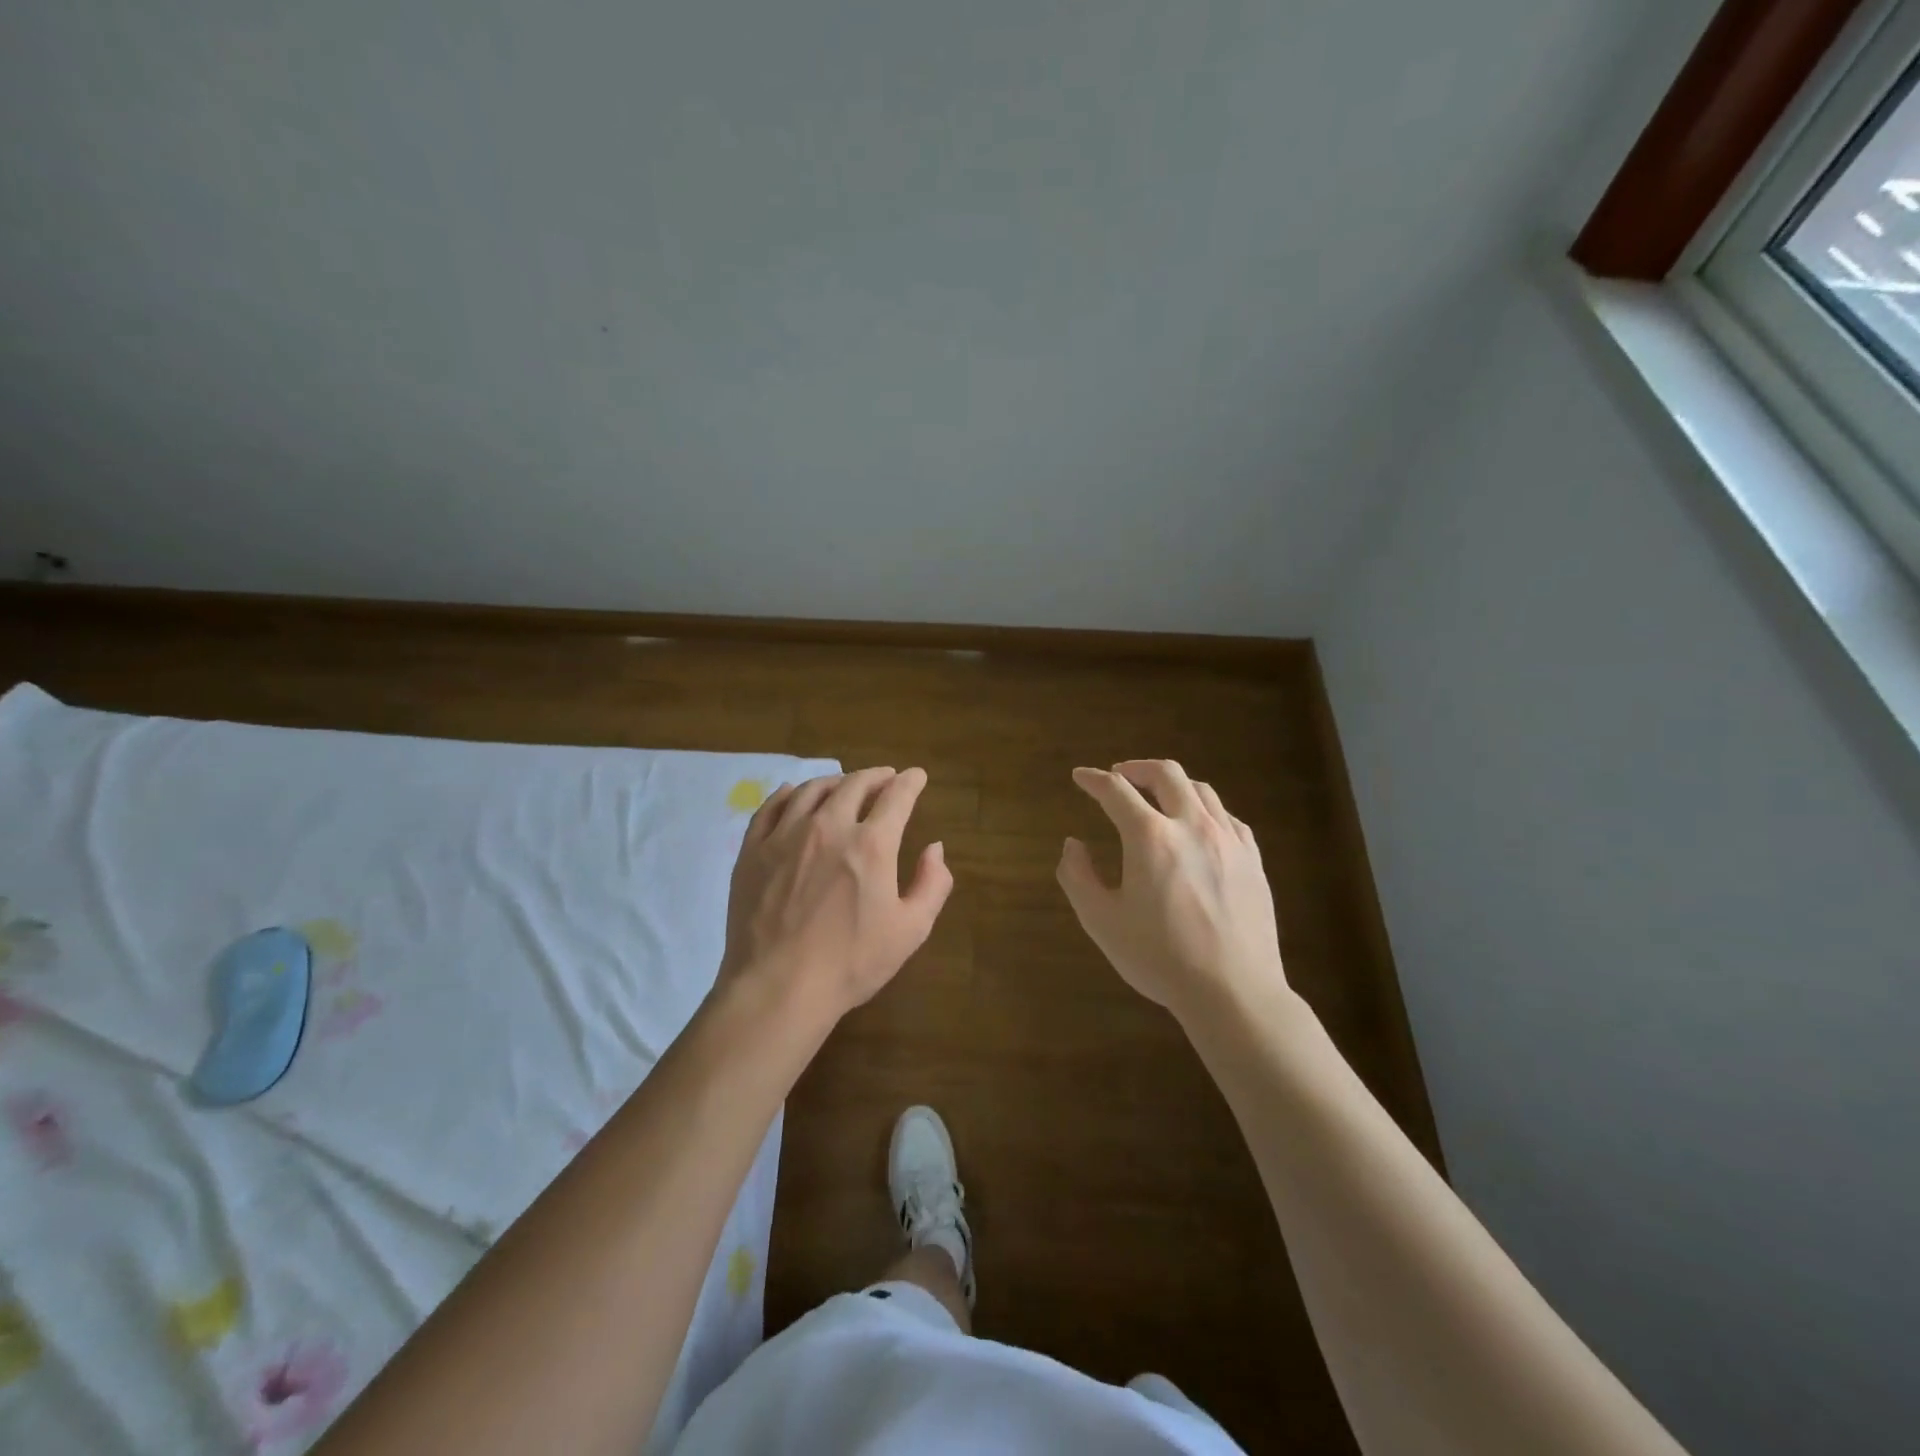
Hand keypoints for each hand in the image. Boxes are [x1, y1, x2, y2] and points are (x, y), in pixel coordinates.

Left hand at [718, 766, 952, 1026]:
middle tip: (885, 778)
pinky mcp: (753, 850)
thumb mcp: (911, 930)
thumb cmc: (851, 963)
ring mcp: (785, 835)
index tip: (916, 776)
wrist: (778, 988)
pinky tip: (793, 794)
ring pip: (812, 790)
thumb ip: (932, 884)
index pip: (896, 797)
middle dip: (876, 777)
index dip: (910, 782)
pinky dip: (788, 794)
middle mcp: (829, 826)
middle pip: (854, 785)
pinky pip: (771, 807)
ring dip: (835, 781)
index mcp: (871, 844)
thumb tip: (934, 848)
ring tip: (844, 785)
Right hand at [1057, 760, 1284, 1021]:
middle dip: (1137, 768)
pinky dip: (1205, 810)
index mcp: (1150, 837)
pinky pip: (1228, 817)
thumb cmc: (1160, 958)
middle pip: (1166, 774)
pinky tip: (1199, 826)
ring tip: (1158, 797)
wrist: (1233, 992)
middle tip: (1120, 775)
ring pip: (1201, 790)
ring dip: (1173, 785)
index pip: (1116, 791)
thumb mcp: (1102, 921)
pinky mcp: (1253, 860)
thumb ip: (1078, 876)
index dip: (1093, 780)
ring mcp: (1229, 840)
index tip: (1081, 777)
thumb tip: (1073, 844)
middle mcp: (1192, 826)